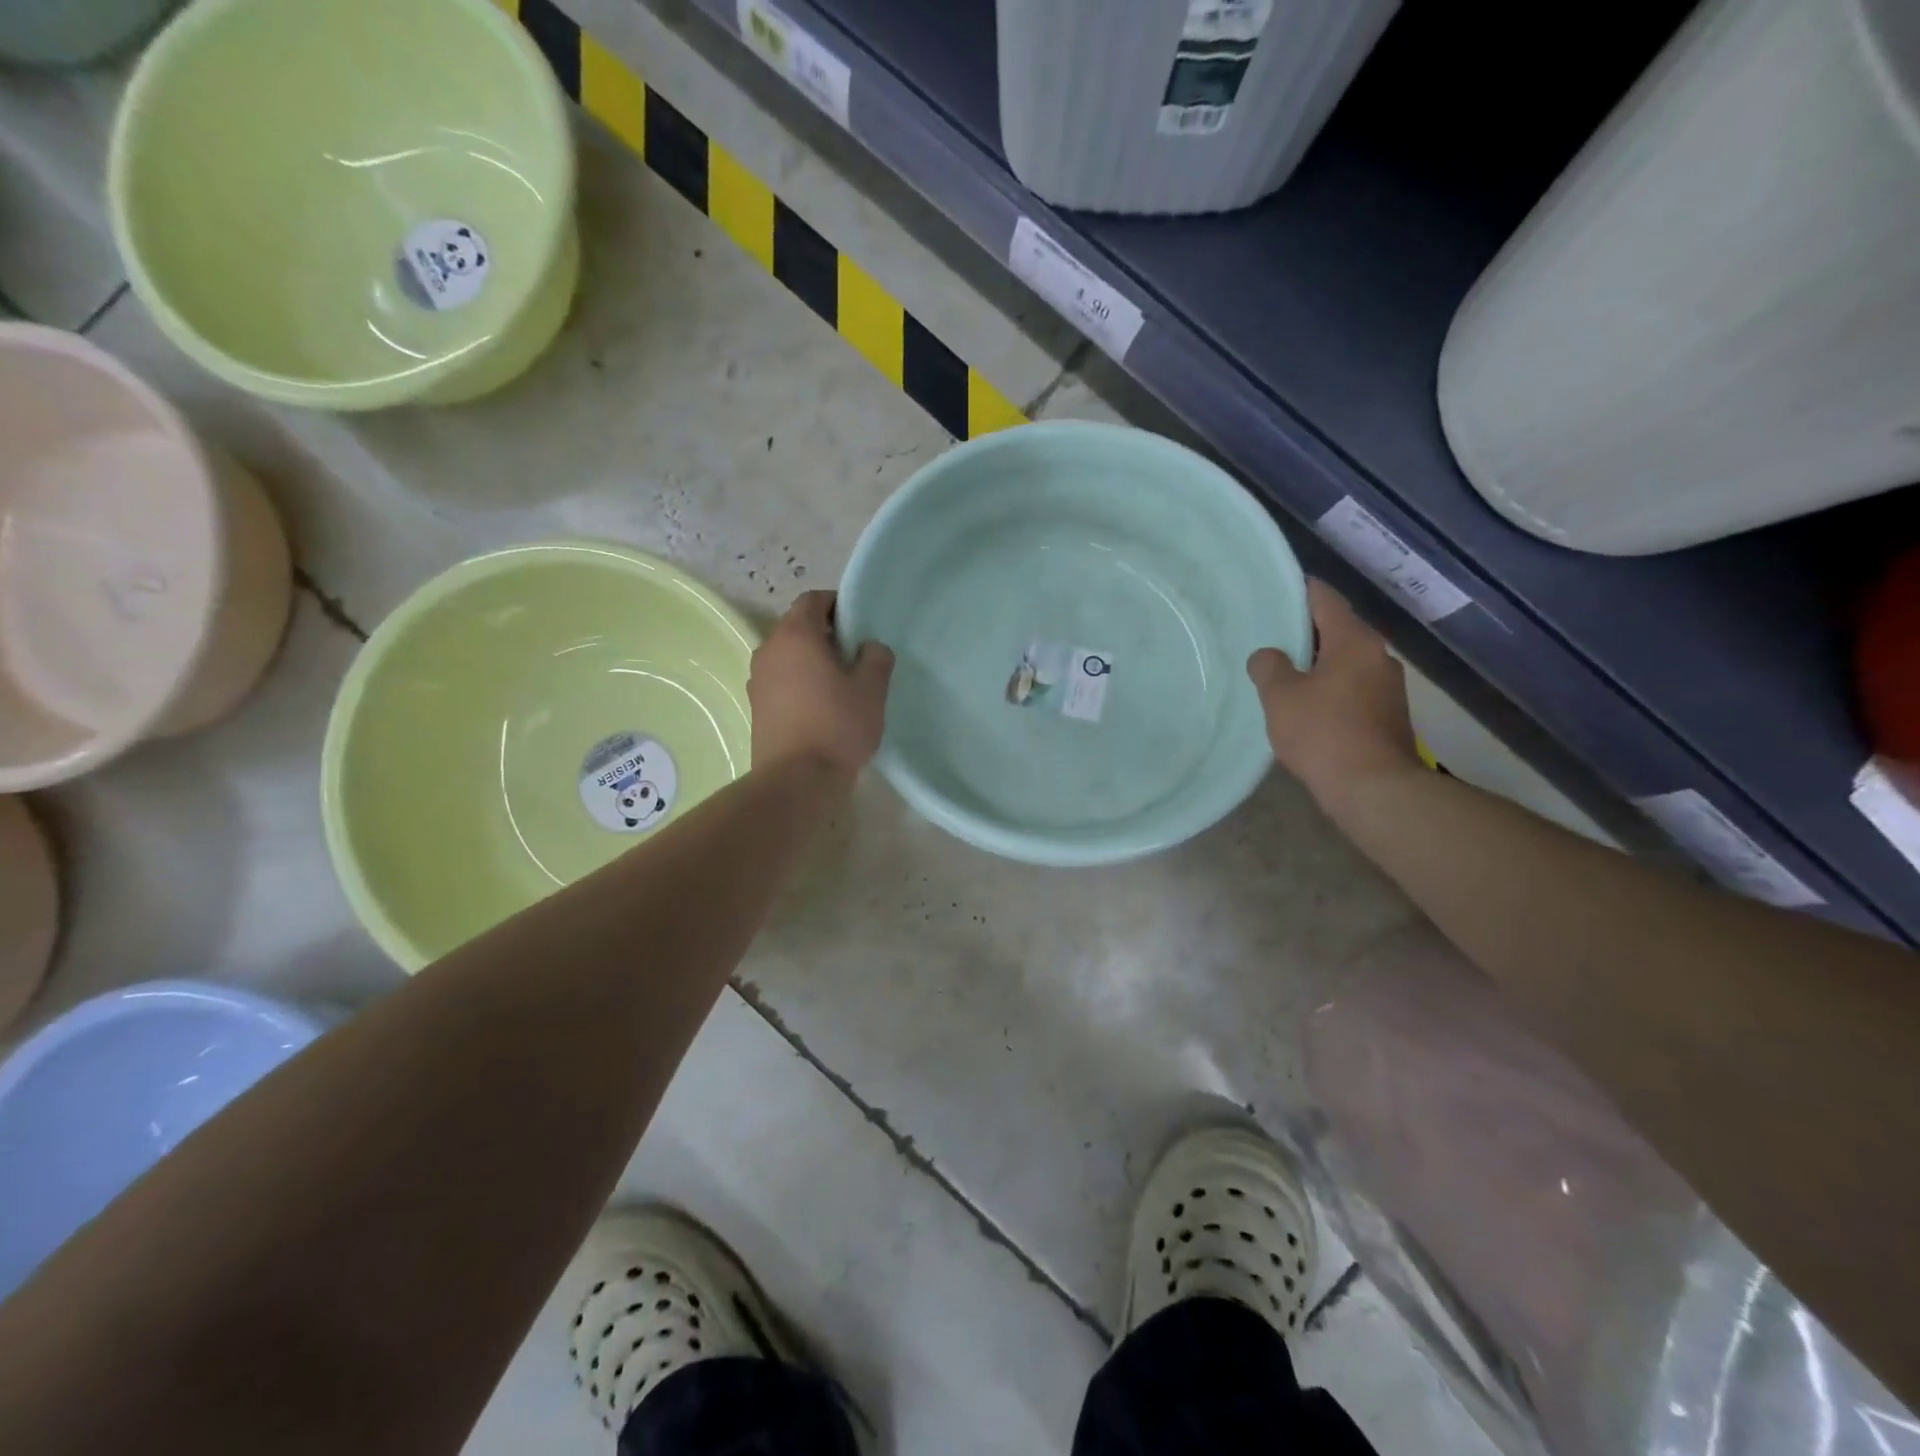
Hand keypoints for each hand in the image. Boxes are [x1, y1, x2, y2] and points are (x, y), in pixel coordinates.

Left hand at [749, 591, 892, 778]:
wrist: (796, 780)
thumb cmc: (837, 726)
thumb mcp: (871, 690)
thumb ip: (876, 658)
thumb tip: (869, 647)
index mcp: (796, 635)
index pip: (813, 600)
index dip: (838, 605)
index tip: (860, 624)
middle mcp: (769, 650)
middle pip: (798, 627)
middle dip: (826, 634)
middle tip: (856, 656)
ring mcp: (757, 680)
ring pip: (788, 656)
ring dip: (812, 661)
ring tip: (840, 684)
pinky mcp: (756, 707)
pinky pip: (781, 681)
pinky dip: (800, 683)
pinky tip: (822, 707)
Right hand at [1247, 580, 1419, 804]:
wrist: (1374, 788)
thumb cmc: (1323, 733)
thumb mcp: (1280, 697)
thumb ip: (1268, 667)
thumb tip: (1268, 656)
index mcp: (1354, 641)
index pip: (1325, 599)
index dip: (1300, 590)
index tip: (1276, 590)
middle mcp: (1377, 655)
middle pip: (1337, 630)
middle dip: (1305, 631)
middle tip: (1269, 636)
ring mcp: (1388, 686)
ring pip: (1345, 661)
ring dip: (1317, 663)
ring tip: (1283, 673)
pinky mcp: (1388, 714)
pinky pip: (1352, 687)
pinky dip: (1329, 687)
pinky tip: (1306, 706)